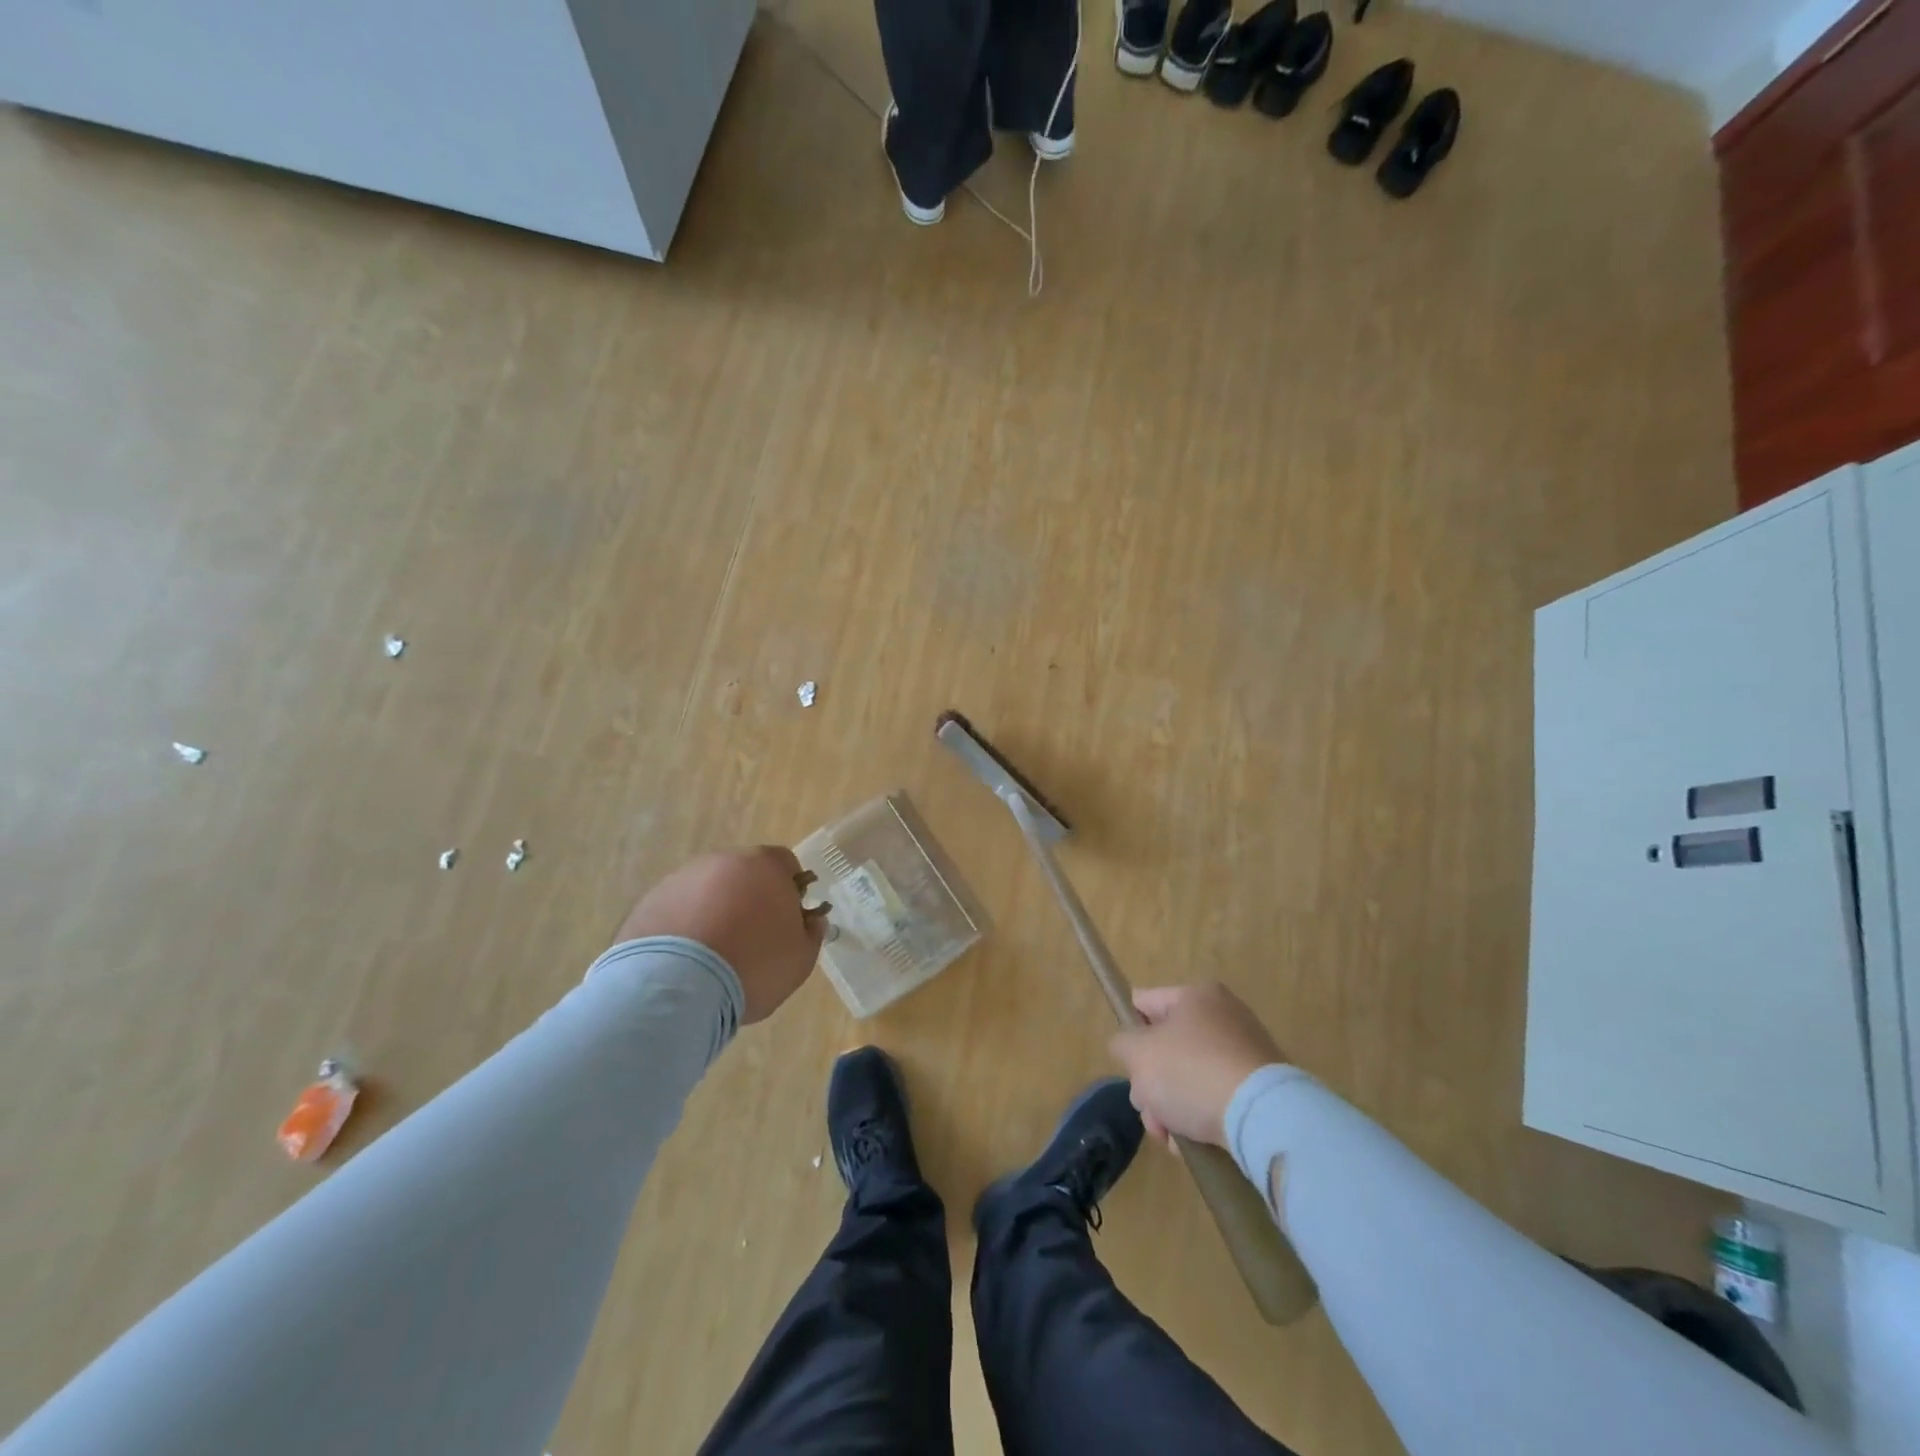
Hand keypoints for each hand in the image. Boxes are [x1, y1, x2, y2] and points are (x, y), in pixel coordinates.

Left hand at [617, 846, 826, 1022]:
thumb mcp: (800, 959)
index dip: (790, 890)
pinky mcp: (649, 902)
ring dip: (715, 912)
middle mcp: (722, 861)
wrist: (676, 987)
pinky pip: (677, 910)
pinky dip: (684, 927)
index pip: (785, 864)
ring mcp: (681, 879)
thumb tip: (812, 920)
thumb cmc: (752, 966)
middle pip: (743, 874)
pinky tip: (685, 962)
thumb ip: (811, 933)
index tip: (787, 920)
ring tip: (714, 956)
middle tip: (752, 939)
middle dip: (750, 899)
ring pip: (707, 890)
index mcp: (764, 866)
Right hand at [1109, 983, 1285, 1147]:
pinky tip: (1191, 1144)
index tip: (1128, 1064)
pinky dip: (1200, 1118)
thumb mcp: (1138, 1054)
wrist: (1263, 1117)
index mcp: (1196, 995)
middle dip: (1150, 1083)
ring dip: (1170, 1107)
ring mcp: (1246, 1052)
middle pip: (1166, 1047)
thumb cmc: (1191, 1072)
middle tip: (1147, 1110)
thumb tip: (1129, 1047)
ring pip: (1189, 1077)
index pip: (1144, 1003)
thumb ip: (1122, 1044)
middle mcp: (1224, 1015)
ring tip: (1169, 1137)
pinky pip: (1216, 1097)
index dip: (1129, 1031)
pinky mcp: (1261, 1088)